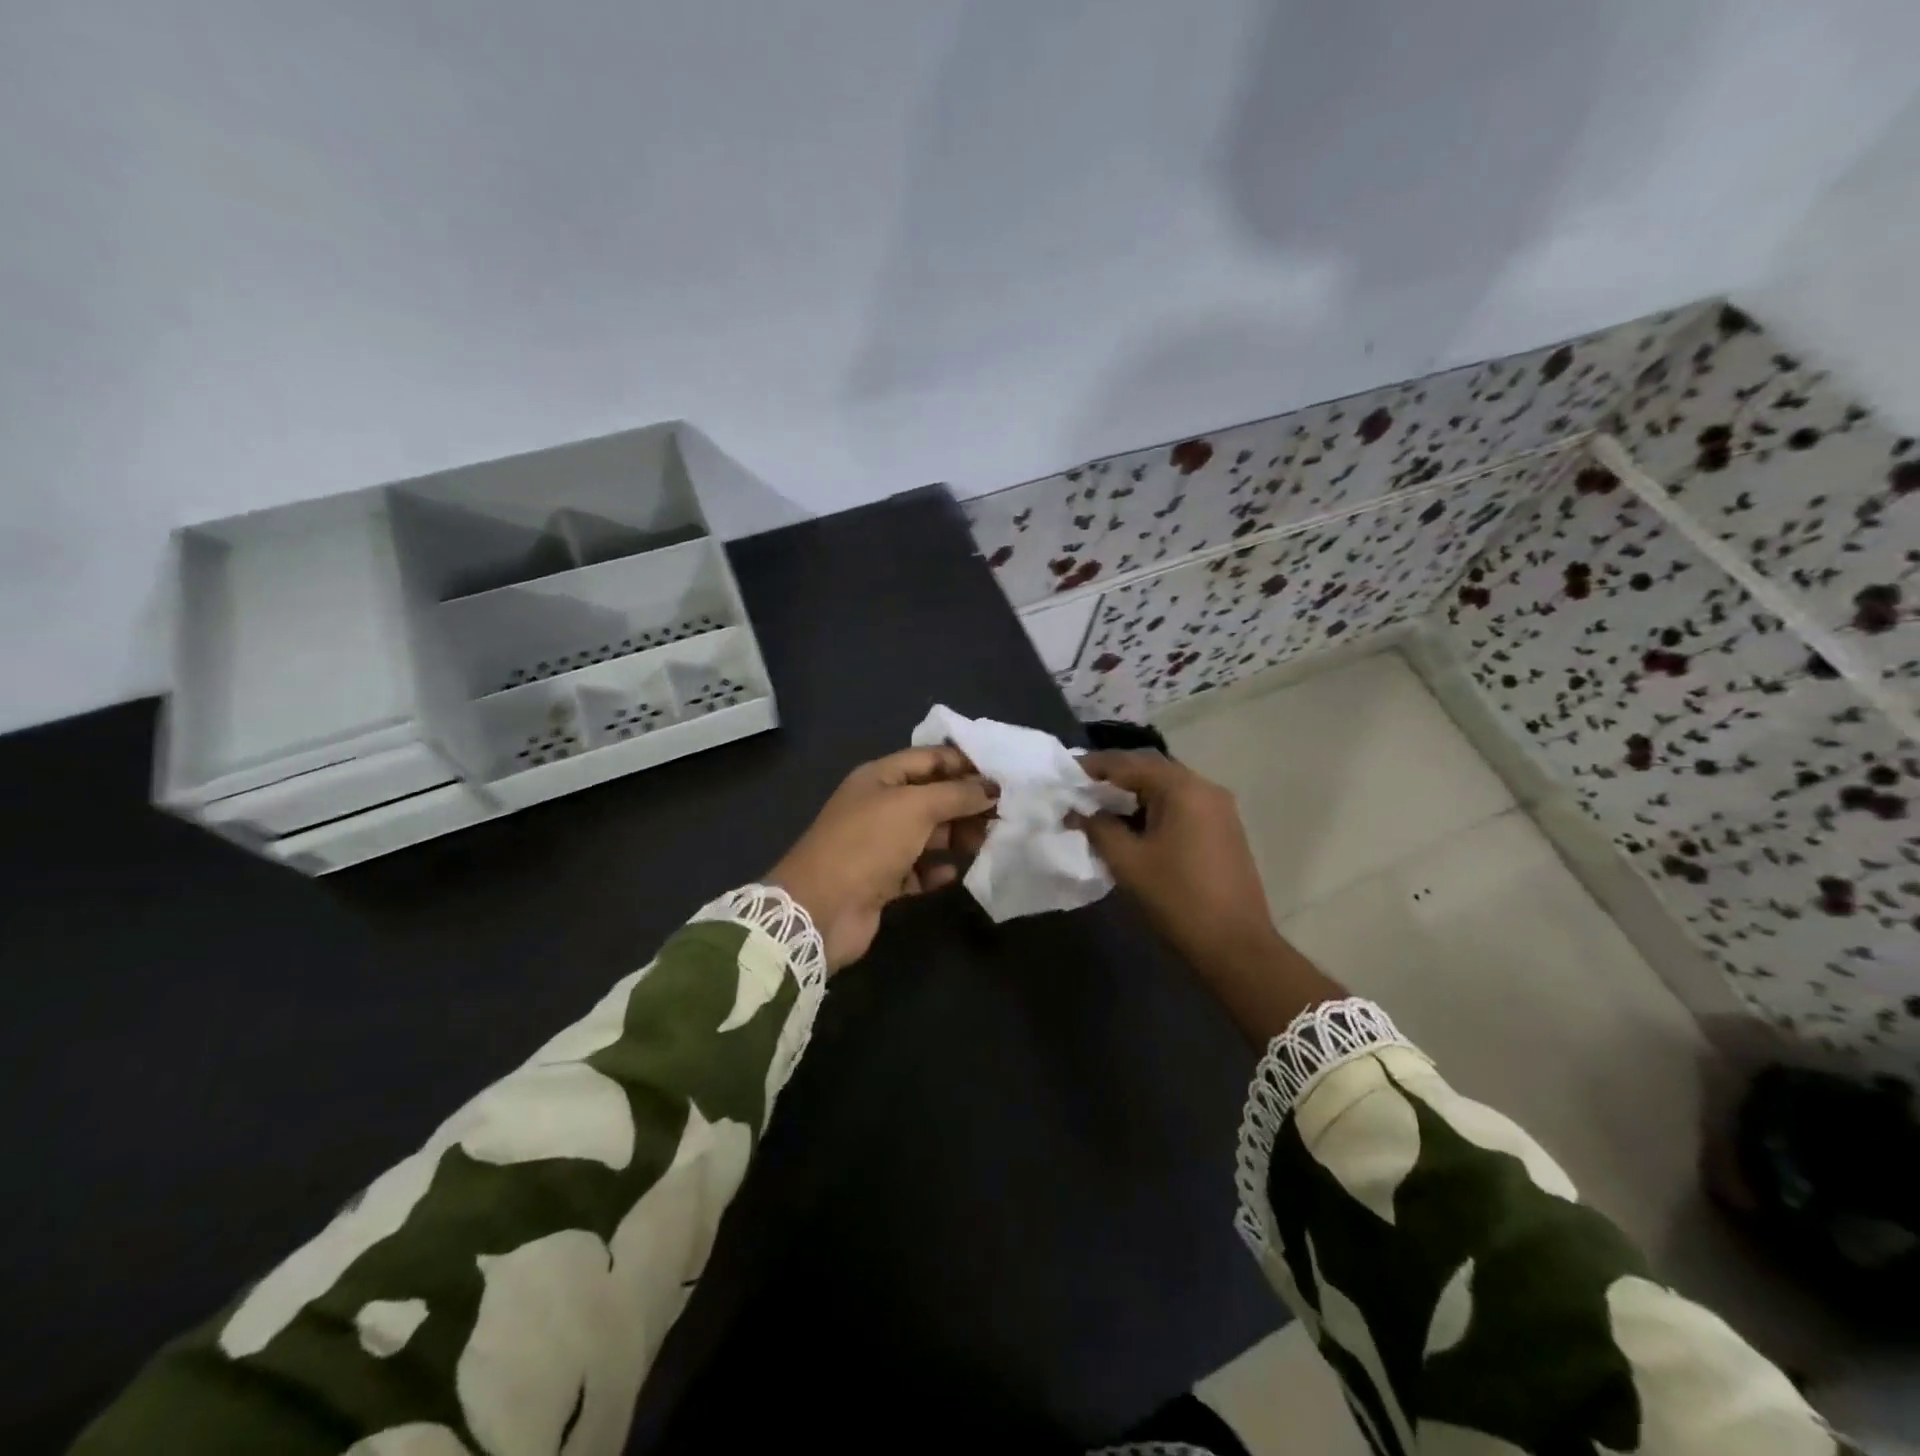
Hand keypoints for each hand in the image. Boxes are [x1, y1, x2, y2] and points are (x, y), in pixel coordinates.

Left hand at [769, 747, 996, 971]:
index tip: (1003, 776)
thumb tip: (992, 788)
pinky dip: (937, 871)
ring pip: (929, 834)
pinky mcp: (883, 880)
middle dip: (967, 803)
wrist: (821, 908)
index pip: (930, 759)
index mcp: (880, 777)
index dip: (965, 763)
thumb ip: (957, 794)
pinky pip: (919, 869)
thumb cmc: (868, 843)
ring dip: (957, 837)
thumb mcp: (915, 807)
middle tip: (1005, 814)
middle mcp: (880, 806)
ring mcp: (880, 844)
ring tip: (988, 842)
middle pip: (932, 797)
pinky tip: (954, 874)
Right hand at [1075, 751, 1343, 1039]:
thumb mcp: (1128, 862)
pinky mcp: (1223, 829)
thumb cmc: (1177, 898)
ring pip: (1167, 787)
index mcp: (1182, 788)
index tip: (1065, 774)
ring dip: (1133, 793)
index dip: (1094, 767)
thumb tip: (1078, 811)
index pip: (1129, 763)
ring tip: (1100, 807)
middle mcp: (1205, 788)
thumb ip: (1098, 828)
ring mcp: (1219, 808)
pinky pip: (1181, 805)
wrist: (1235, 945)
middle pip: (1151, 769)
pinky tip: (1132, 825)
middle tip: (1080, 789)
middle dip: (1113, 777)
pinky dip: (1153, 807)